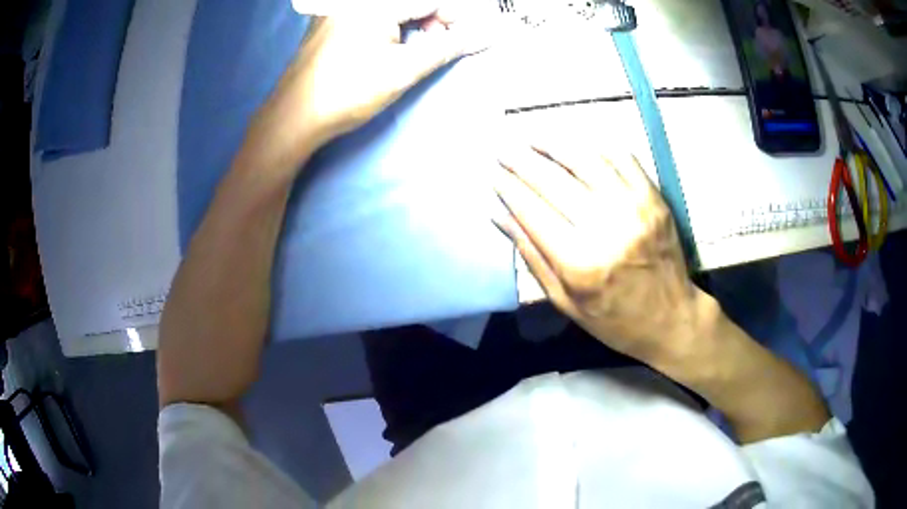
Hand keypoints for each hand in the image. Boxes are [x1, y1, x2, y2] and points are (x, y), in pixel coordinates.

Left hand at [240, 4, 488, 179]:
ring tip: (414, 48)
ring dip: (411, 22)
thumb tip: (488, 36)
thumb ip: (447, 47)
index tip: (466, 38)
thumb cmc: (347, 93)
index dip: (455, 17)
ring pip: (389, 7)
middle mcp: (352, 0)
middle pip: (409, 2)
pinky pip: (367, 13)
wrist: (292, 118)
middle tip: (438, 45)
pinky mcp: (327, 20)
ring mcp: (336, 8)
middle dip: (432, 19)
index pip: (431, 0)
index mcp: (373, 4)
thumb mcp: (403, 70)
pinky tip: (386, 45)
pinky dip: (387, 24)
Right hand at [494, 144, 703, 367]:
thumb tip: (500, 216)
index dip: (509, 189)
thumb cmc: (613, 319)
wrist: (671, 319)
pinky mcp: (654, 198)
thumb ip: (532, 257)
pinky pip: (622, 159)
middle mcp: (605, 228)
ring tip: (534, 139)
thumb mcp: (565, 300)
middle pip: (554, 182)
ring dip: (555, 144)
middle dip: (522, 162)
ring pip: (586, 161)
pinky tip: (578, 145)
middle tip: (503, 150)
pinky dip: (597, 147)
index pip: (532, 211)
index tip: (493, 174)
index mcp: (578, 262)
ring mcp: (634, 208)